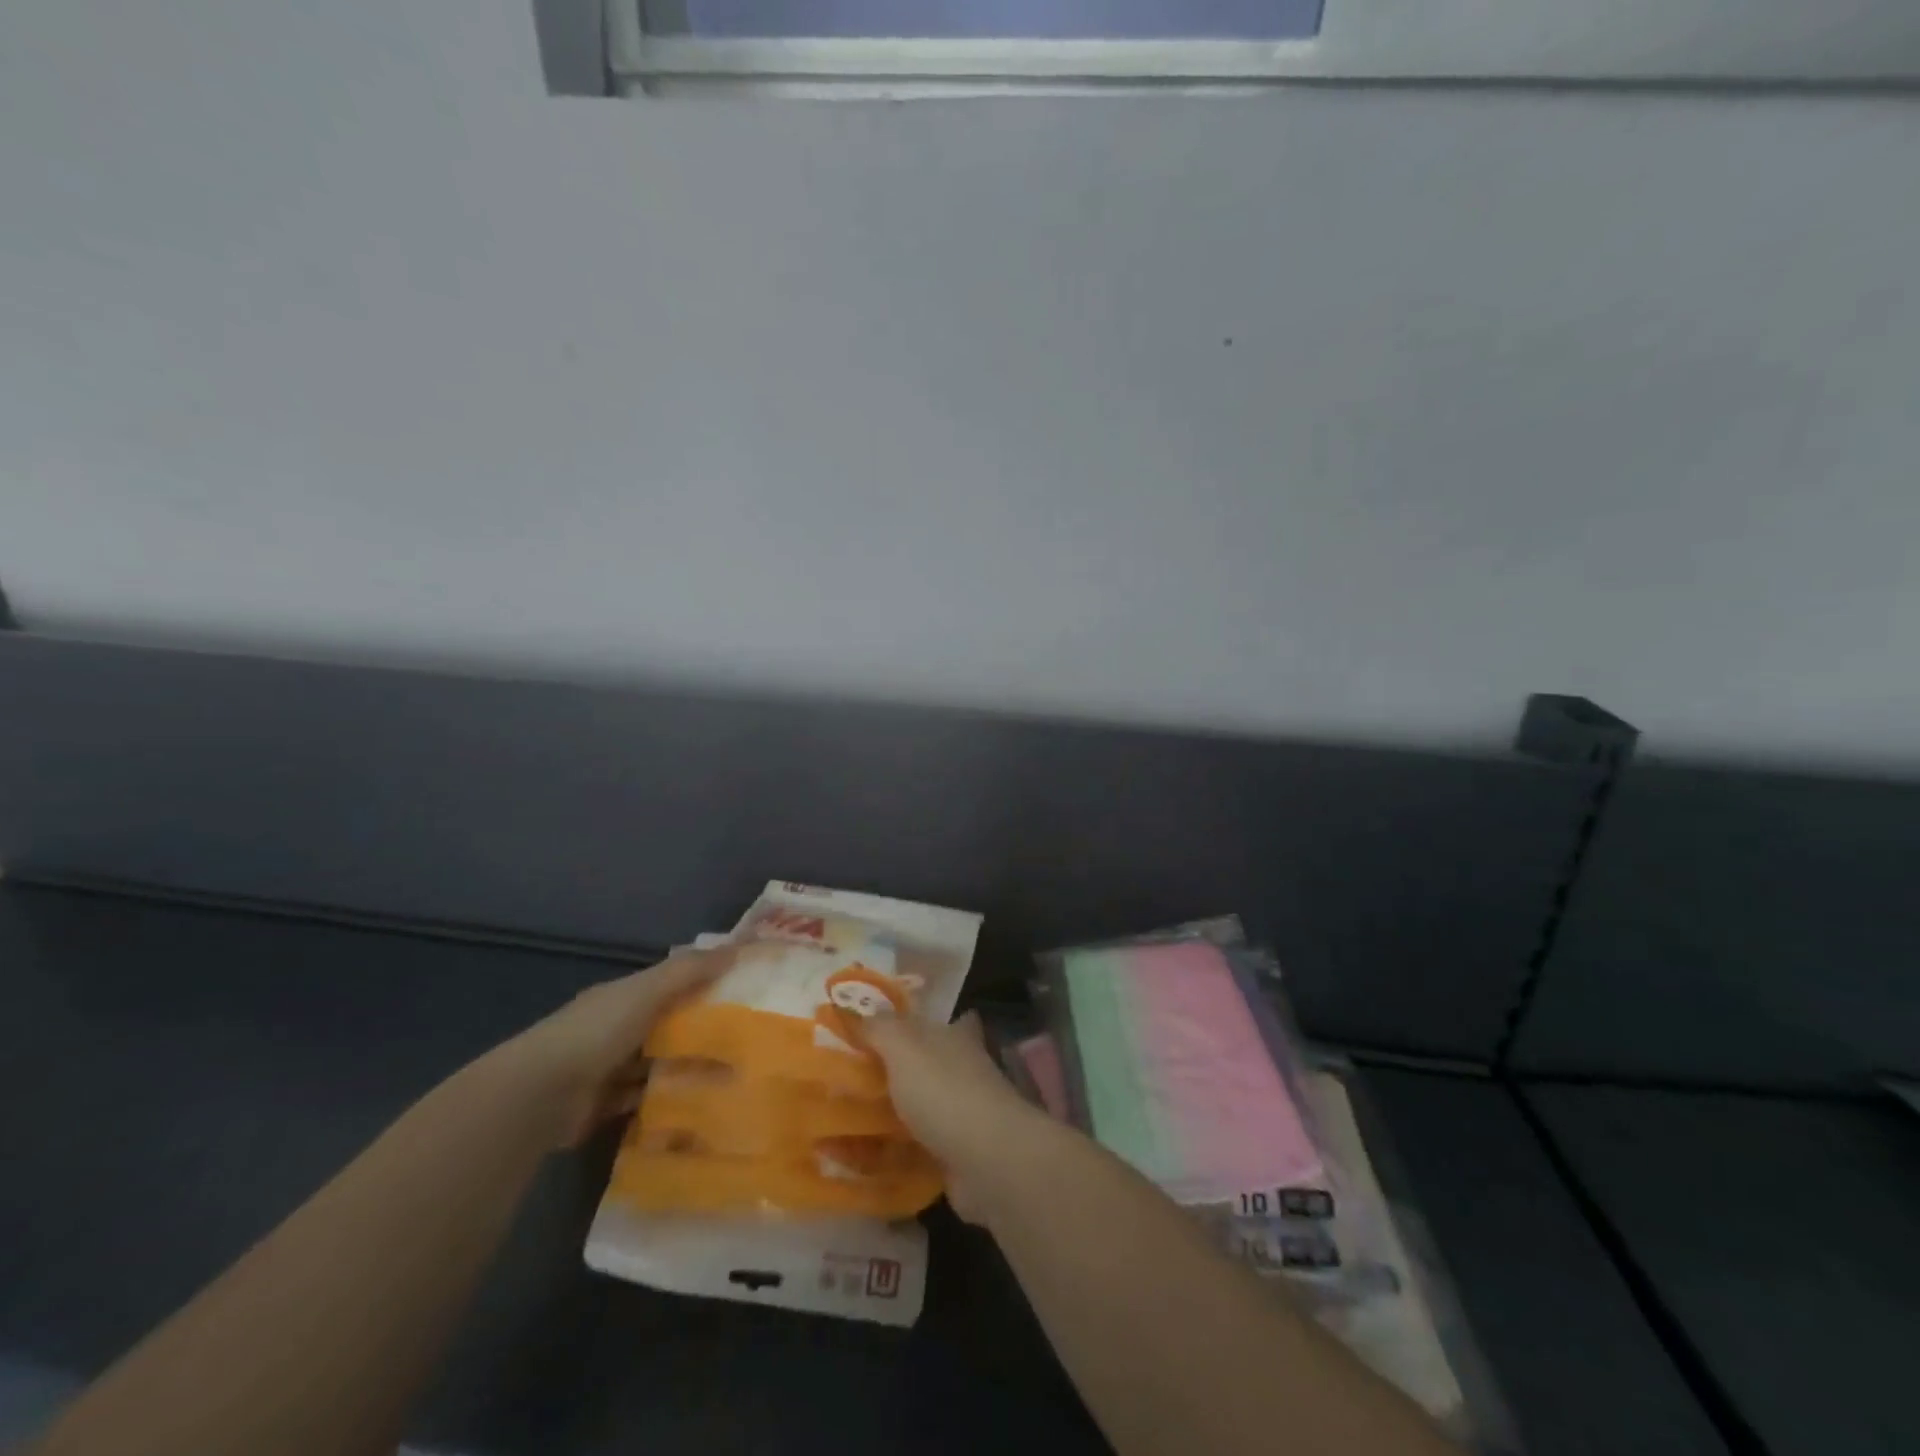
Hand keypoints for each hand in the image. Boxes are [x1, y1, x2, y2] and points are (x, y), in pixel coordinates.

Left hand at [504, 947, 731, 1147]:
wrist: (541, 1094)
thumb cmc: (598, 1030)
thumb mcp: (648, 990)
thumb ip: (690, 970)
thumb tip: (738, 947)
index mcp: (623, 996)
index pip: (669, 985)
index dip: (702, 984)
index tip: (741, 992)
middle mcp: (614, 1028)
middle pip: (665, 1026)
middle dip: (698, 1032)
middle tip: (744, 1040)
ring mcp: (608, 1069)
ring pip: (656, 1065)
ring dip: (684, 1069)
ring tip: (730, 1076)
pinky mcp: (605, 1106)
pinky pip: (644, 1100)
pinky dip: (665, 1102)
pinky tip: (697, 1105)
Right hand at [861, 1011, 1057, 1224]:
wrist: (988, 1160)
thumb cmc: (944, 1090)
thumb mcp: (903, 1046)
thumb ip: (877, 1028)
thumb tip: (852, 1010)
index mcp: (956, 1038)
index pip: (945, 1021)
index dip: (921, 1024)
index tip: (888, 1031)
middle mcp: (963, 1072)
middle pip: (927, 1067)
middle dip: (896, 1074)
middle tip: (848, 1081)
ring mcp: (962, 1117)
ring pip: (919, 1111)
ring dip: (890, 1117)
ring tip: (842, 1123)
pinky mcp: (955, 1157)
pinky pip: (915, 1152)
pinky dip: (891, 1156)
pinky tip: (859, 1162)